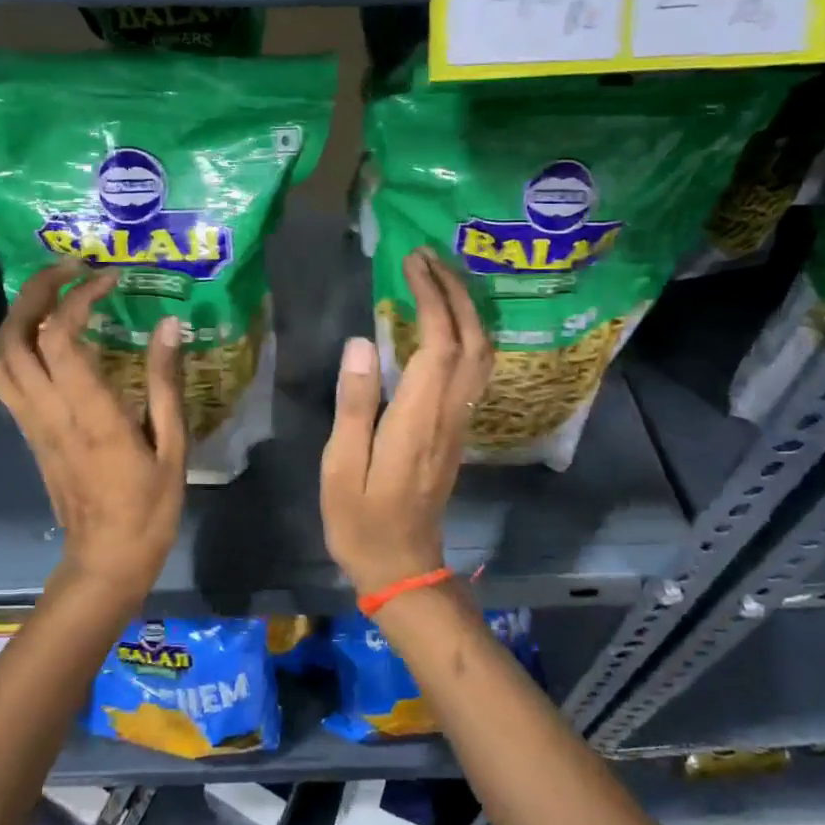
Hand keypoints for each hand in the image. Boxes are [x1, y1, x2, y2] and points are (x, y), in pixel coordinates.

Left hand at [0, 262, 185, 606]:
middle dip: (35, 292)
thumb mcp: (172, 447)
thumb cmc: (148, 508)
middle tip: (69, 269)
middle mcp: (49, 413)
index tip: (108, 279)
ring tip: (53, 296)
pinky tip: (45, 336)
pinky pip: (5, 379)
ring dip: (17, 317)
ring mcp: (31, 424)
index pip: (59, 339)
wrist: (105, 561)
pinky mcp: (28, 434)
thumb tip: (169, 326)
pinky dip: (15, 344)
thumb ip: (165, 383)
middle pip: (14, 339)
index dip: (77, 298)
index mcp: (89, 416)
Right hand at [321, 249, 493, 596]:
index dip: (431, 297)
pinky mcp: (456, 431)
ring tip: (439, 280)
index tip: (411, 263)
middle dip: (456, 292)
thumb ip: (355, 402)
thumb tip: (362, 342)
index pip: (439, 342)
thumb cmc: (361, 520)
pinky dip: (467, 335)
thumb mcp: (342, 465)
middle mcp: (449, 413)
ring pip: (482, 355)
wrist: (402, 566)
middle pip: (472, 340)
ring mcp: (458, 423)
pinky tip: (445, 325)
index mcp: (419, 418)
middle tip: (428, 258)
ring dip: (467, 311)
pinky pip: (475, 371)